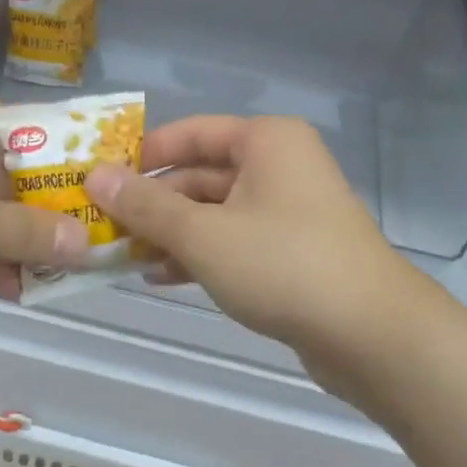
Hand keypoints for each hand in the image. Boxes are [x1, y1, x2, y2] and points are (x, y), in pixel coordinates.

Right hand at [84, 115, 422, 367]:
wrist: (371, 334)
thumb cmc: (282, 264)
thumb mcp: (203, 234)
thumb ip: (145, 206)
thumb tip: (95, 176)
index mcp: (266, 141)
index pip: (191, 132)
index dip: (144, 154)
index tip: (101, 179)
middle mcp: (280, 166)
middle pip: (200, 175)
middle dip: (153, 203)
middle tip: (104, 228)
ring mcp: (289, 210)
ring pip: (214, 212)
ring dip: (171, 233)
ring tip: (125, 257)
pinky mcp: (292, 251)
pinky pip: (234, 241)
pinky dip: (200, 255)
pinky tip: (163, 278)